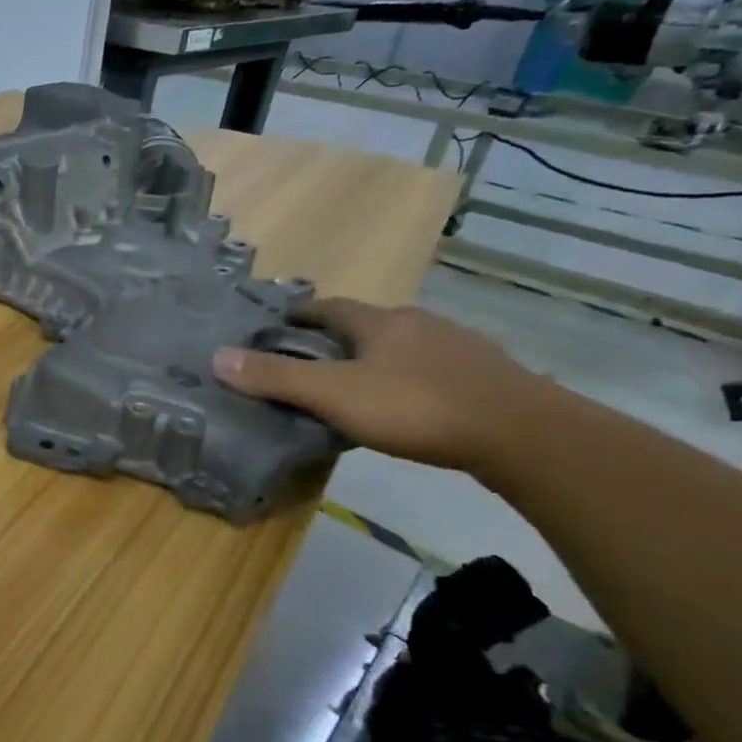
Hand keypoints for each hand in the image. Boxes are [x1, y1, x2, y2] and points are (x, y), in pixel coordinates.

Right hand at [213, 299, 562, 471]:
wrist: (525, 435)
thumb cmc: (418, 406)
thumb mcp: (334, 395)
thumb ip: (276, 378)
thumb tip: (216, 357)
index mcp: (380, 321)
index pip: (329, 307)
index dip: (299, 314)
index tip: (275, 328)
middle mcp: (419, 324)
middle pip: (365, 325)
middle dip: (334, 340)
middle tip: (305, 365)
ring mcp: (458, 349)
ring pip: (401, 348)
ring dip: (373, 361)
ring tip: (351, 389)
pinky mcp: (485, 378)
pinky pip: (431, 371)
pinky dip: (408, 382)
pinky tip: (404, 407)